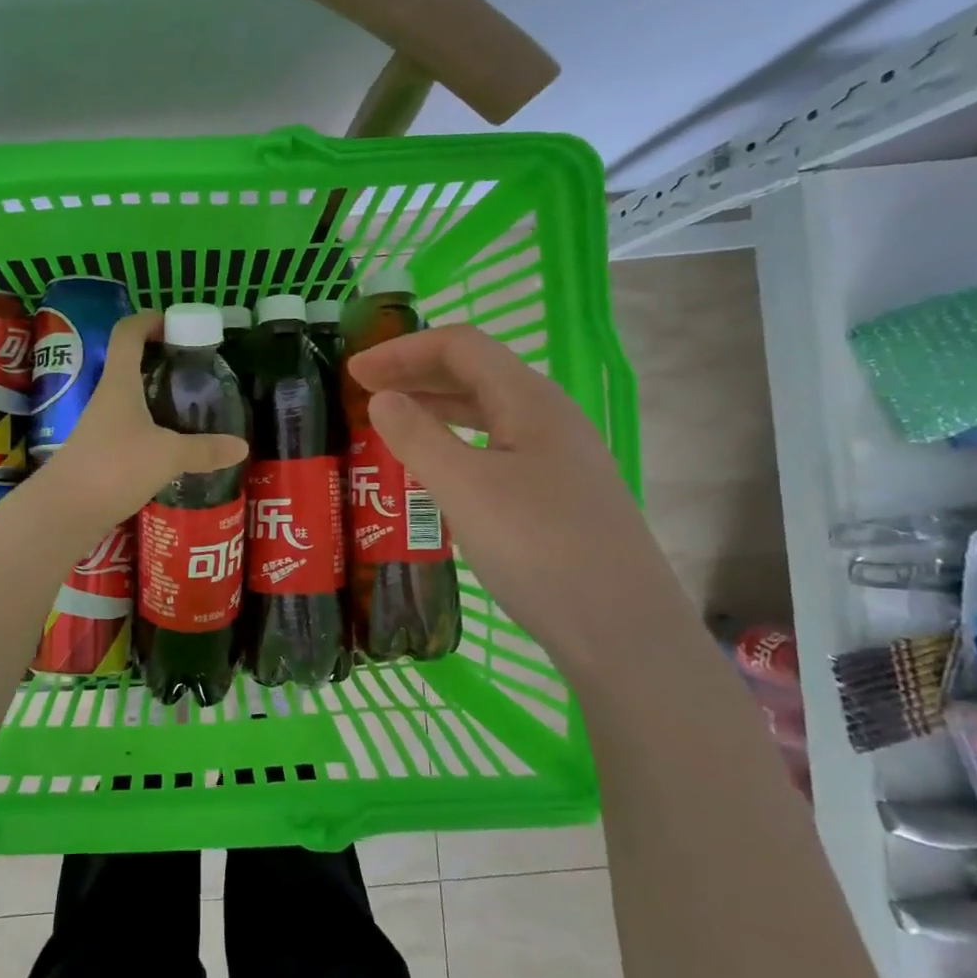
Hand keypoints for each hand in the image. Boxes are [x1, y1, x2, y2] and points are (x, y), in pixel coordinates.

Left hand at [35, 311, 247, 529]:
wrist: (64, 511)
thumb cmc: (114, 467)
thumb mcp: (167, 456)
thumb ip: (204, 450)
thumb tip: (241, 446)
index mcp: (119, 383)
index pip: (128, 333)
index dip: (150, 320)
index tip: (177, 324)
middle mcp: (107, 398)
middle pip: (130, 364)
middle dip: (161, 360)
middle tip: (195, 369)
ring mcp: (100, 426)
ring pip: (131, 398)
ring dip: (157, 396)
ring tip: (191, 406)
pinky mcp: (100, 453)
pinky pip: (130, 428)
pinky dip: (151, 427)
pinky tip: (172, 445)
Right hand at [346, 325, 679, 658]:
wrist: (622, 630)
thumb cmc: (539, 548)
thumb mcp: (465, 488)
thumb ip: (418, 437)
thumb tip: (382, 399)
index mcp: (529, 400)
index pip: (460, 347)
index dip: (403, 350)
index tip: (354, 372)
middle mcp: (547, 418)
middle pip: (474, 374)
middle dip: (414, 375)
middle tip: (361, 393)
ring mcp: (555, 458)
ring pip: (485, 414)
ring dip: (433, 409)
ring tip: (388, 425)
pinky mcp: (554, 495)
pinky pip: (493, 450)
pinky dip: (453, 445)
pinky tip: (432, 471)